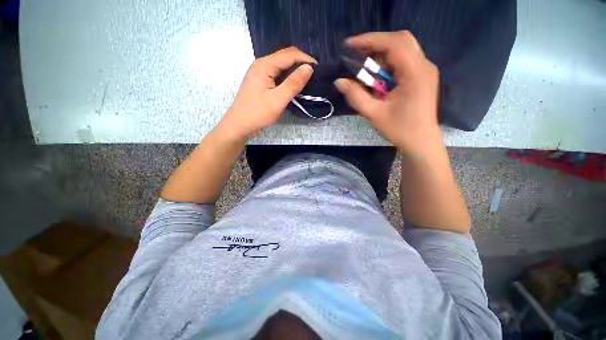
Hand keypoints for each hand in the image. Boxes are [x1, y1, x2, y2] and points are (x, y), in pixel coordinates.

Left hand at [219, 47, 315, 139]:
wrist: (239, 124)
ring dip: (295, 69)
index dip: (306, 59)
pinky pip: (278, 73)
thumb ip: (293, 84)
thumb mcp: (277, 100)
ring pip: (282, 65)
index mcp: (265, 65)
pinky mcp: (261, 80)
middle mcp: (262, 64)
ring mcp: (260, 72)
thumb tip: (309, 68)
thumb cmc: (258, 113)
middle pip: (285, 56)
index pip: (290, 55)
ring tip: (307, 79)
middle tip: (315, 74)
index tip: (319, 69)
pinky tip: (294, 83)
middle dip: (301, 62)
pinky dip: (288, 76)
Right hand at [334, 31, 441, 157]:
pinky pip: (405, 60)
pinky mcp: (423, 76)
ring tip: (366, 69)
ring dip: (382, 55)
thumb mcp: (374, 114)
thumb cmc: (399, 130)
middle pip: (400, 40)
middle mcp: (424, 65)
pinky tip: (379, 77)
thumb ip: (356, 96)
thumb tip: (339, 81)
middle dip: (376, 45)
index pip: (393, 44)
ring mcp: (426, 70)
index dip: (369, 40)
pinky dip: (389, 64)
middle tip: (357, 55)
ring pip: (403, 49)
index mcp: (415, 73)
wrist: (421, 142)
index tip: (349, 45)